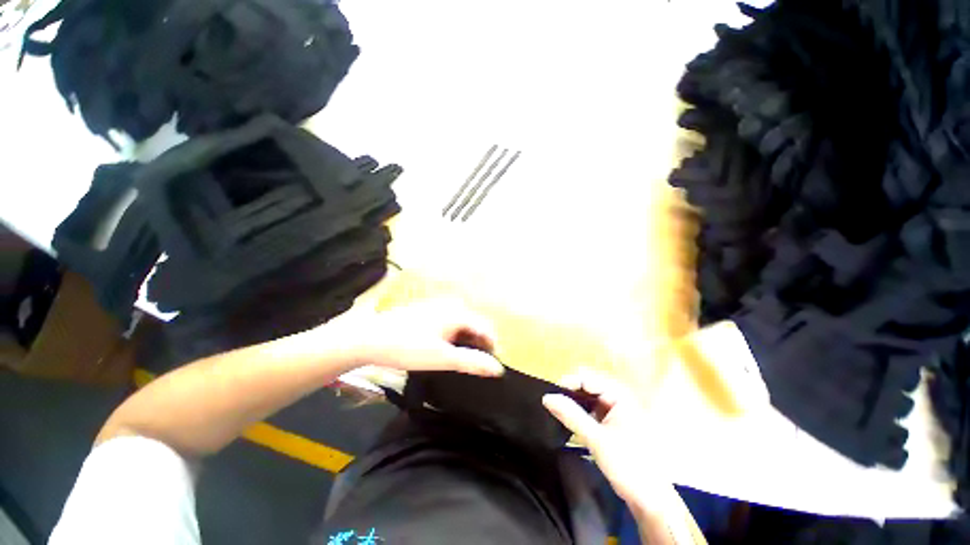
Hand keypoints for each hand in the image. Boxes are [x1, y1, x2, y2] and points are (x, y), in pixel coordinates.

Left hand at [329, 299, 504, 376]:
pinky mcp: (426, 312)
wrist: (368, 338)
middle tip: (475, 365)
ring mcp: (437, 307)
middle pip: (475, 325)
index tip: (490, 366)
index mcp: (458, 313)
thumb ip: (471, 362)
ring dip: (466, 341)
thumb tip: (497, 369)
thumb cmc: (407, 348)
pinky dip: (453, 336)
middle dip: (479, 344)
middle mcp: (451, 305)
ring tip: (461, 360)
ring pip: (462, 324)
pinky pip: (449, 323)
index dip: (492, 347)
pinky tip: (444, 348)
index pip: (486, 328)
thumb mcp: (442, 358)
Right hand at [543, 369, 664, 504]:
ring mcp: (617, 412)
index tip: (550, 397)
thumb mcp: (596, 439)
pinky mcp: (614, 424)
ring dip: (574, 406)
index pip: (587, 379)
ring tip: (558, 415)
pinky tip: (570, 425)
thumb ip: (571, 415)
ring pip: (588, 400)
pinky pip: (593, 412)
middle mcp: (619, 398)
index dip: (567, 384)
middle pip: (587, 387)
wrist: (651, 500)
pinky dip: (581, 416)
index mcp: (619, 396)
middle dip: (570, 395)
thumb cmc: (628, 465)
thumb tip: (547, 397)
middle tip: (553, 407)